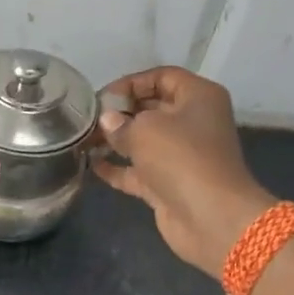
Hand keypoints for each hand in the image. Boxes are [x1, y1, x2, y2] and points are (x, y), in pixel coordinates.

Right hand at [92, 66, 277, 277]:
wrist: (211, 217)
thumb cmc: (181, 158)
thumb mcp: (145, 130)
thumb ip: (120, 122)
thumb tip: (107, 122)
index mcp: (198, 97)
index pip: (162, 77)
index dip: (131, 83)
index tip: (102, 97)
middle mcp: (193, 122)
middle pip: (152, 108)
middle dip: (119, 112)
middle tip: (87, 119)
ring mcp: (181, 156)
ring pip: (143, 140)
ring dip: (114, 140)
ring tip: (83, 140)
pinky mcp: (169, 184)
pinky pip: (138, 171)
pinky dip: (117, 168)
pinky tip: (91, 165)